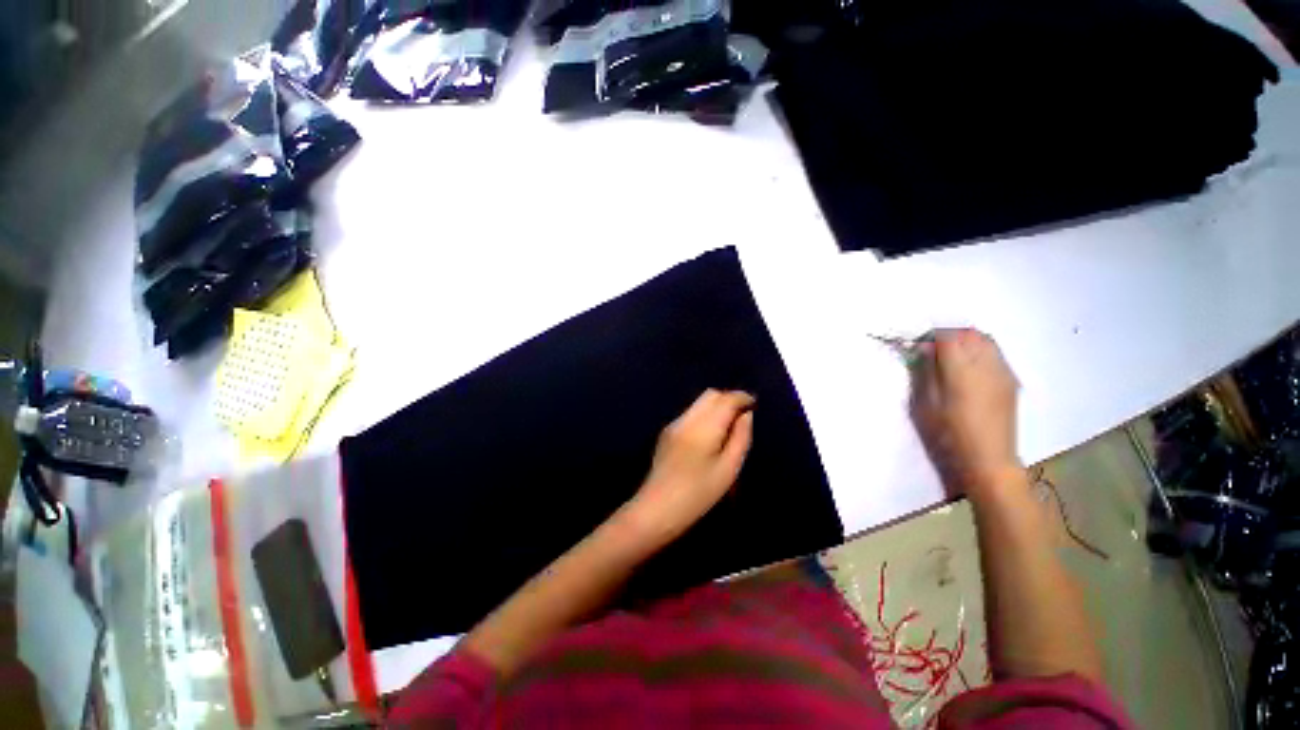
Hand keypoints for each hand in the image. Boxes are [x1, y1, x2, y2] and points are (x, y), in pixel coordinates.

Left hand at [623, 389, 754, 546]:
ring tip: (728, 426)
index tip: (754, 405)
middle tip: (742, 416)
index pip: (725, 399)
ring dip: (716, 406)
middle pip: (710, 395)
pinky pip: (690, 413)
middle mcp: (687, 418)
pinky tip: (709, 435)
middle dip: (728, 399)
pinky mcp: (666, 432)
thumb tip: (746, 415)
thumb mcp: (728, 470)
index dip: (742, 398)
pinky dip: (704, 415)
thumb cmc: (698, 494)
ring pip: (699, 402)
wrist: (657, 508)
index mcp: (704, 427)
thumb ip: (740, 438)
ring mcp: (674, 424)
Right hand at [909, 328, 1022, 499]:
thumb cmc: (948, 433)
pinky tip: (969, 369)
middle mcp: (987, 365)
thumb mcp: (925, 403)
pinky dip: (980, 351)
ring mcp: (1003, 372)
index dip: (930, 336)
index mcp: (962, 371)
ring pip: (986, 340)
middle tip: (933, 351)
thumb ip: (925, 371)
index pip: (947, 336)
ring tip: (951, 358)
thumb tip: (925, 349)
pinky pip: (996, 354)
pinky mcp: (1011, 381)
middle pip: (969, 334)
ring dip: (966, 341)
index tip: (918, 347)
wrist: (988, 458)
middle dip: (949, 335)